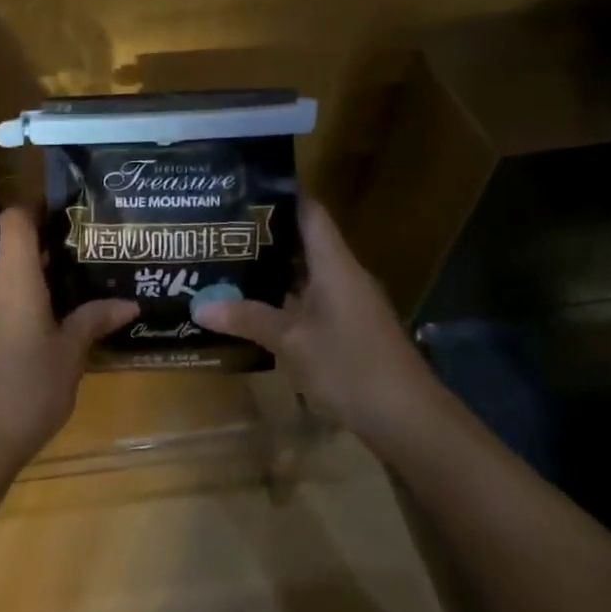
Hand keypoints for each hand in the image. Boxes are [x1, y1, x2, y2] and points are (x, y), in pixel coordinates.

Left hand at [0, 209, 137, 477]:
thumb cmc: (28, 388)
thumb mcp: (70, 355)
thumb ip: (94, 320)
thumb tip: (129, 303)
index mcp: (14, 278)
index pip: (16, 220)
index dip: (37, 209)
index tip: (67, 217)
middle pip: (14, 252)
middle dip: (49, 254)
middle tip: (88, 263)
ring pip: (6, 283)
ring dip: (35, 285)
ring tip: (73, 299)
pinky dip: (19, 309)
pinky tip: (43, 335)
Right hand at [194, 199, 433, 443]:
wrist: (410, 421)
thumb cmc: (352, 366)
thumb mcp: (293, 341)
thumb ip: (248, 318)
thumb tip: (200, 306)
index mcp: (335, 265)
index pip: (309, 212)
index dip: (280, 196)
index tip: (242, 190)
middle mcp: (344, 276)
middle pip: (303, 242)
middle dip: (263, 236)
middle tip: (218, 232)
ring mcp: (348, 304)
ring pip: (305, 275)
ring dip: (270, 271)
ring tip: (226, 264)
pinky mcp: (348, 330)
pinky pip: (310, 301)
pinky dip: (282, 299)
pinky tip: (252, 308)